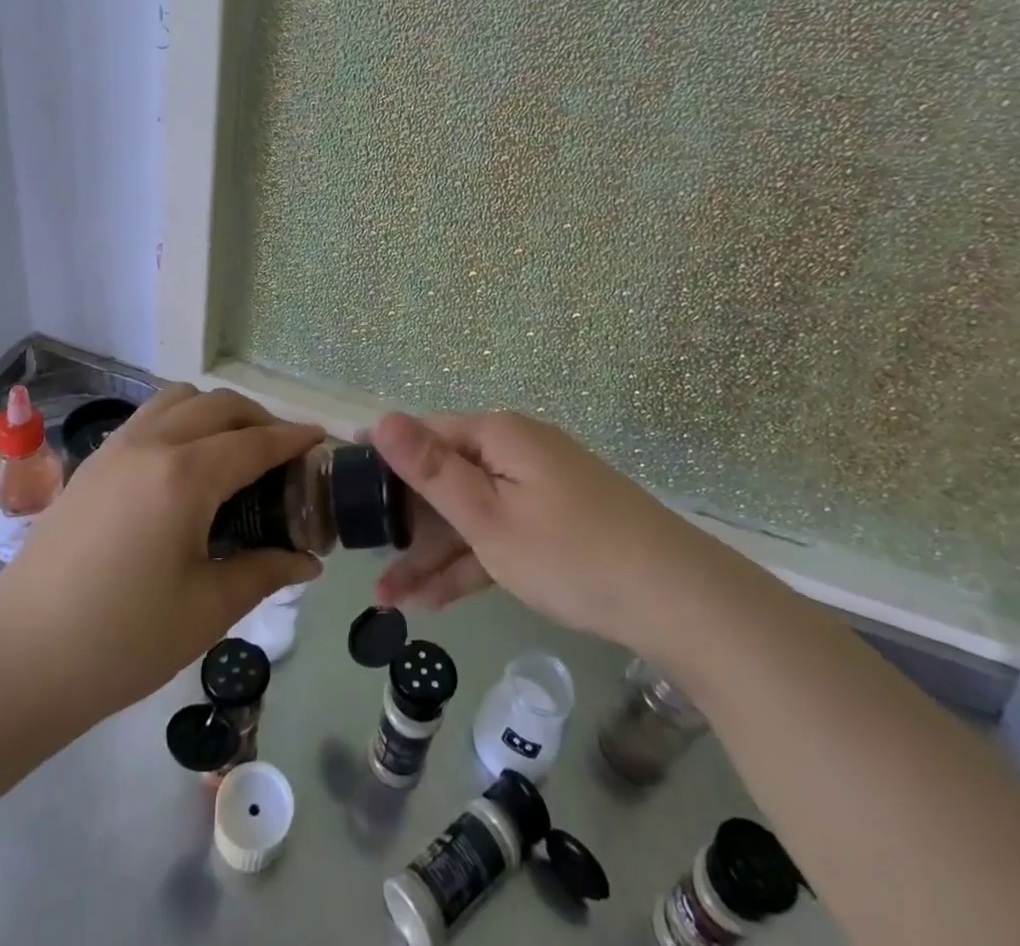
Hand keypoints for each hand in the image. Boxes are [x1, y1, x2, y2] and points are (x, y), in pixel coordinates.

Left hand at [0, 384, 322, 718]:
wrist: (15, 660)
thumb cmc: (120, 641)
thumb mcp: (206, 610)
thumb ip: (264, 571)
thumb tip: (308, 561)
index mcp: (186, 475)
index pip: (257, 441)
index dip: (295, 438)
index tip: (323, 441)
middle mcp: (153, 443)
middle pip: (222, 405)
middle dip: (261, 420)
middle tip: (284, 457)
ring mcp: (116, 447)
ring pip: (181, 399)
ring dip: (218, 413)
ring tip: (234, 454)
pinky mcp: (92, 462)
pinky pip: (151, 417)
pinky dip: (182, 421)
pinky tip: (186, 467)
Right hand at [372, 410, 679, 646]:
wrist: (678, 601)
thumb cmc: (570, 552)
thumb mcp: (489, 517)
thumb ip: (432, 471)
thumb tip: (382, 418)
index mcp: (499, 436)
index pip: (426, 433)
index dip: (383, 455)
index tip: (342, 478)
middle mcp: (516, 452)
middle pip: (446, 477)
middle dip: (404, 519)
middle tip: (361, 551)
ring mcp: (537, 490)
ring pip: (470, 515)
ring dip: (431, 554)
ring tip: (385, 597)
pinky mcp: (553, 525)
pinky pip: (499, 536)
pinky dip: (470, 564)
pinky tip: (432, 601)